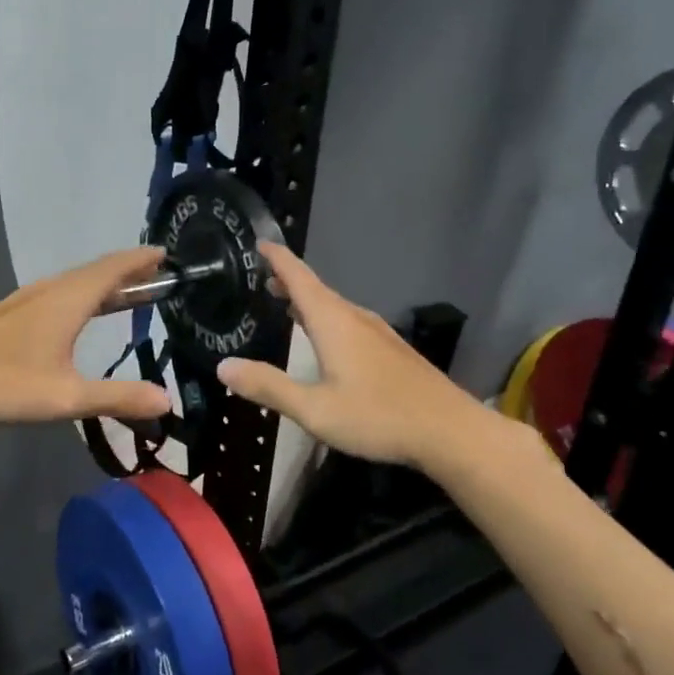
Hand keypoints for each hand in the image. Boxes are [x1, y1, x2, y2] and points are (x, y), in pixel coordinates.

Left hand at [0, 248, 175, 425]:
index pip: (112, 269)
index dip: (139, 261)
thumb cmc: (4, 383)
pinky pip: (54, 295)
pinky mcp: (4, 318)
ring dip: (100, 284)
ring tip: (121, 293)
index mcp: (67, 300)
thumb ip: (118, 397)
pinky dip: (77, 296)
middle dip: (125, 272)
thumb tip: (167, 401)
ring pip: (70, 283)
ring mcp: (22, 303)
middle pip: (93, 273)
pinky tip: (71, 315)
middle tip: (153, 275)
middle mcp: (47, 292)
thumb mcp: (67, 397)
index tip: (164, 254)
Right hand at [217, 243, 532, 472]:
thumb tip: (223, 366)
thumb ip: (269, 387)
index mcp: (333, 322)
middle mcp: (355, 318)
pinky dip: (326, 318)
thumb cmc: (378, 417)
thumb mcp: (314, 410)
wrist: (450, 431)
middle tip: (261, 278)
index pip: (299, 277)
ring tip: (285, 304)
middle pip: (316, 289)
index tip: (259, 243)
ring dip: (307, 301)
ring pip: (334, 307)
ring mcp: (378, 333)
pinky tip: (325, 339)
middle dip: (288, 281)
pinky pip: (349, 322)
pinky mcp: (391, 350)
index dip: (278, 258)